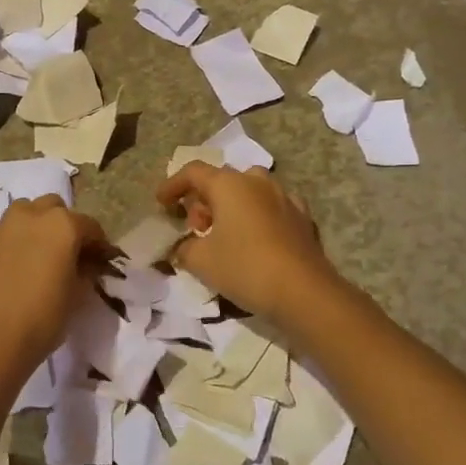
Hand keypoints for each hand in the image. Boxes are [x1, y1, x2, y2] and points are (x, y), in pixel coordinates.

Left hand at [0, 196, 107, 378]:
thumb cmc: (42, 320)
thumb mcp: (77, 297)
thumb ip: (85, 271)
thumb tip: (86, 264)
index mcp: (62, 226)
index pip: (89, 225)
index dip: (97, 243)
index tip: (99, 260)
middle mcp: (29, 216)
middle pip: (52, 208)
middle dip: (62, 224)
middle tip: (63, 253)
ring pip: (20, 214)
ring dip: (31, 227)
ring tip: (31, 256)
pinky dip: (4, 245)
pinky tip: (3, 271)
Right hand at [157, 163, 341, 326]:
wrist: (304, 292)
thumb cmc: (245, 268)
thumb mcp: (201, 261)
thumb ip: (184, 248)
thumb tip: (182, 247)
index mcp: (229, 184)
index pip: (193, 172)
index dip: (173, 185)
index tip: (161, 203)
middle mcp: (257, 181)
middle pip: (222, 180)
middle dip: (203, 200)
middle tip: (195, 227)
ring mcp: (284, 197)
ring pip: (249, 191)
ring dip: (232, 205)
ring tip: (224, 232)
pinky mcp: (303, 217)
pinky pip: (272, 207)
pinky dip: (257, 216)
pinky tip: (255, 238)